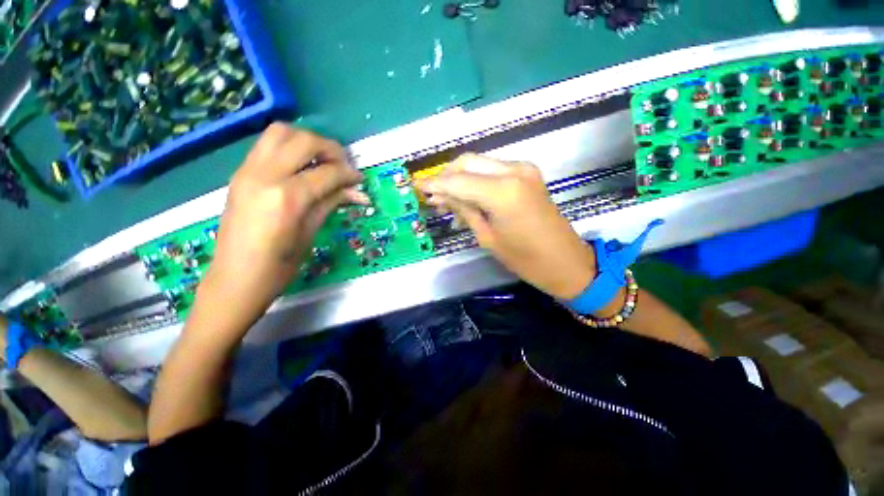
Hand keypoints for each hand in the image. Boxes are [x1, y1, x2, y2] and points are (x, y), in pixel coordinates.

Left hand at [200, 124, 365, 328]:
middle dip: (330, 149)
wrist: (234, 279)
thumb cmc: (279, 266)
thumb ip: (332, 203)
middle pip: (303, 140)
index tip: (360, 180)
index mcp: (287, 197)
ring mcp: (247, 171)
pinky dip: (290, 148)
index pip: (327, 173)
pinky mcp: (240, 173)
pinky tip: (302, 167)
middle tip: (343, 166)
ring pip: (280, 132)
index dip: (348, 174)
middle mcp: (264, 175)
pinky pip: (267, 145)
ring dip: (307, 141)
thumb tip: (359, 193)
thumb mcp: (310, 233)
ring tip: (322, 161)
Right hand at [418, 153, 595, 299]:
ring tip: (448, 202)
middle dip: (446, 177)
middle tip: (433, 196)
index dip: (435, 184)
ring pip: (479, 163)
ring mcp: (523, 169)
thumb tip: (440, 196)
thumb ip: (464, 210)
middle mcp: (513, 171)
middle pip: (467, 162)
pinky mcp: (527, 173)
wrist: (567, 261)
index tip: (418, 188)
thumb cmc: (526, 259)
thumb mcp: (488, 237)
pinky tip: (469, 199)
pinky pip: (493, 170)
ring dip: (460, 178)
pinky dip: (477, 180)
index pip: (458, 181)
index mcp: (502, 192)